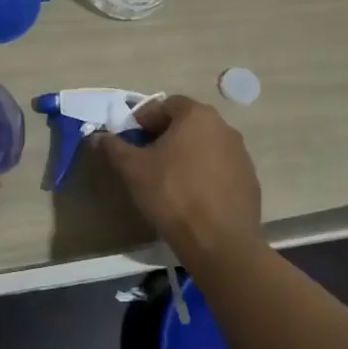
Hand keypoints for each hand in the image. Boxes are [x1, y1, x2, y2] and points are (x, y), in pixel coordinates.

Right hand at [93, 96, 260, 266]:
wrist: (220, 243)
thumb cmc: (173, 194)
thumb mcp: (133, 169)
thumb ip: (113, 148)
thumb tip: (97, 137)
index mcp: (196, 115)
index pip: (165, 105)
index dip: (144, 120)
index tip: (131, 140)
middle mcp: (223, 127)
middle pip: (187, 123)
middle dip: (165, 136)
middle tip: (147, 159)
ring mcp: (241, 154)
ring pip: (205, 145)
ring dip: (186, 155)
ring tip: (169, 179)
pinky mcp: (250, 180)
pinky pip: (220, 168)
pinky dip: (204, 174)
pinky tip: (192, 197)